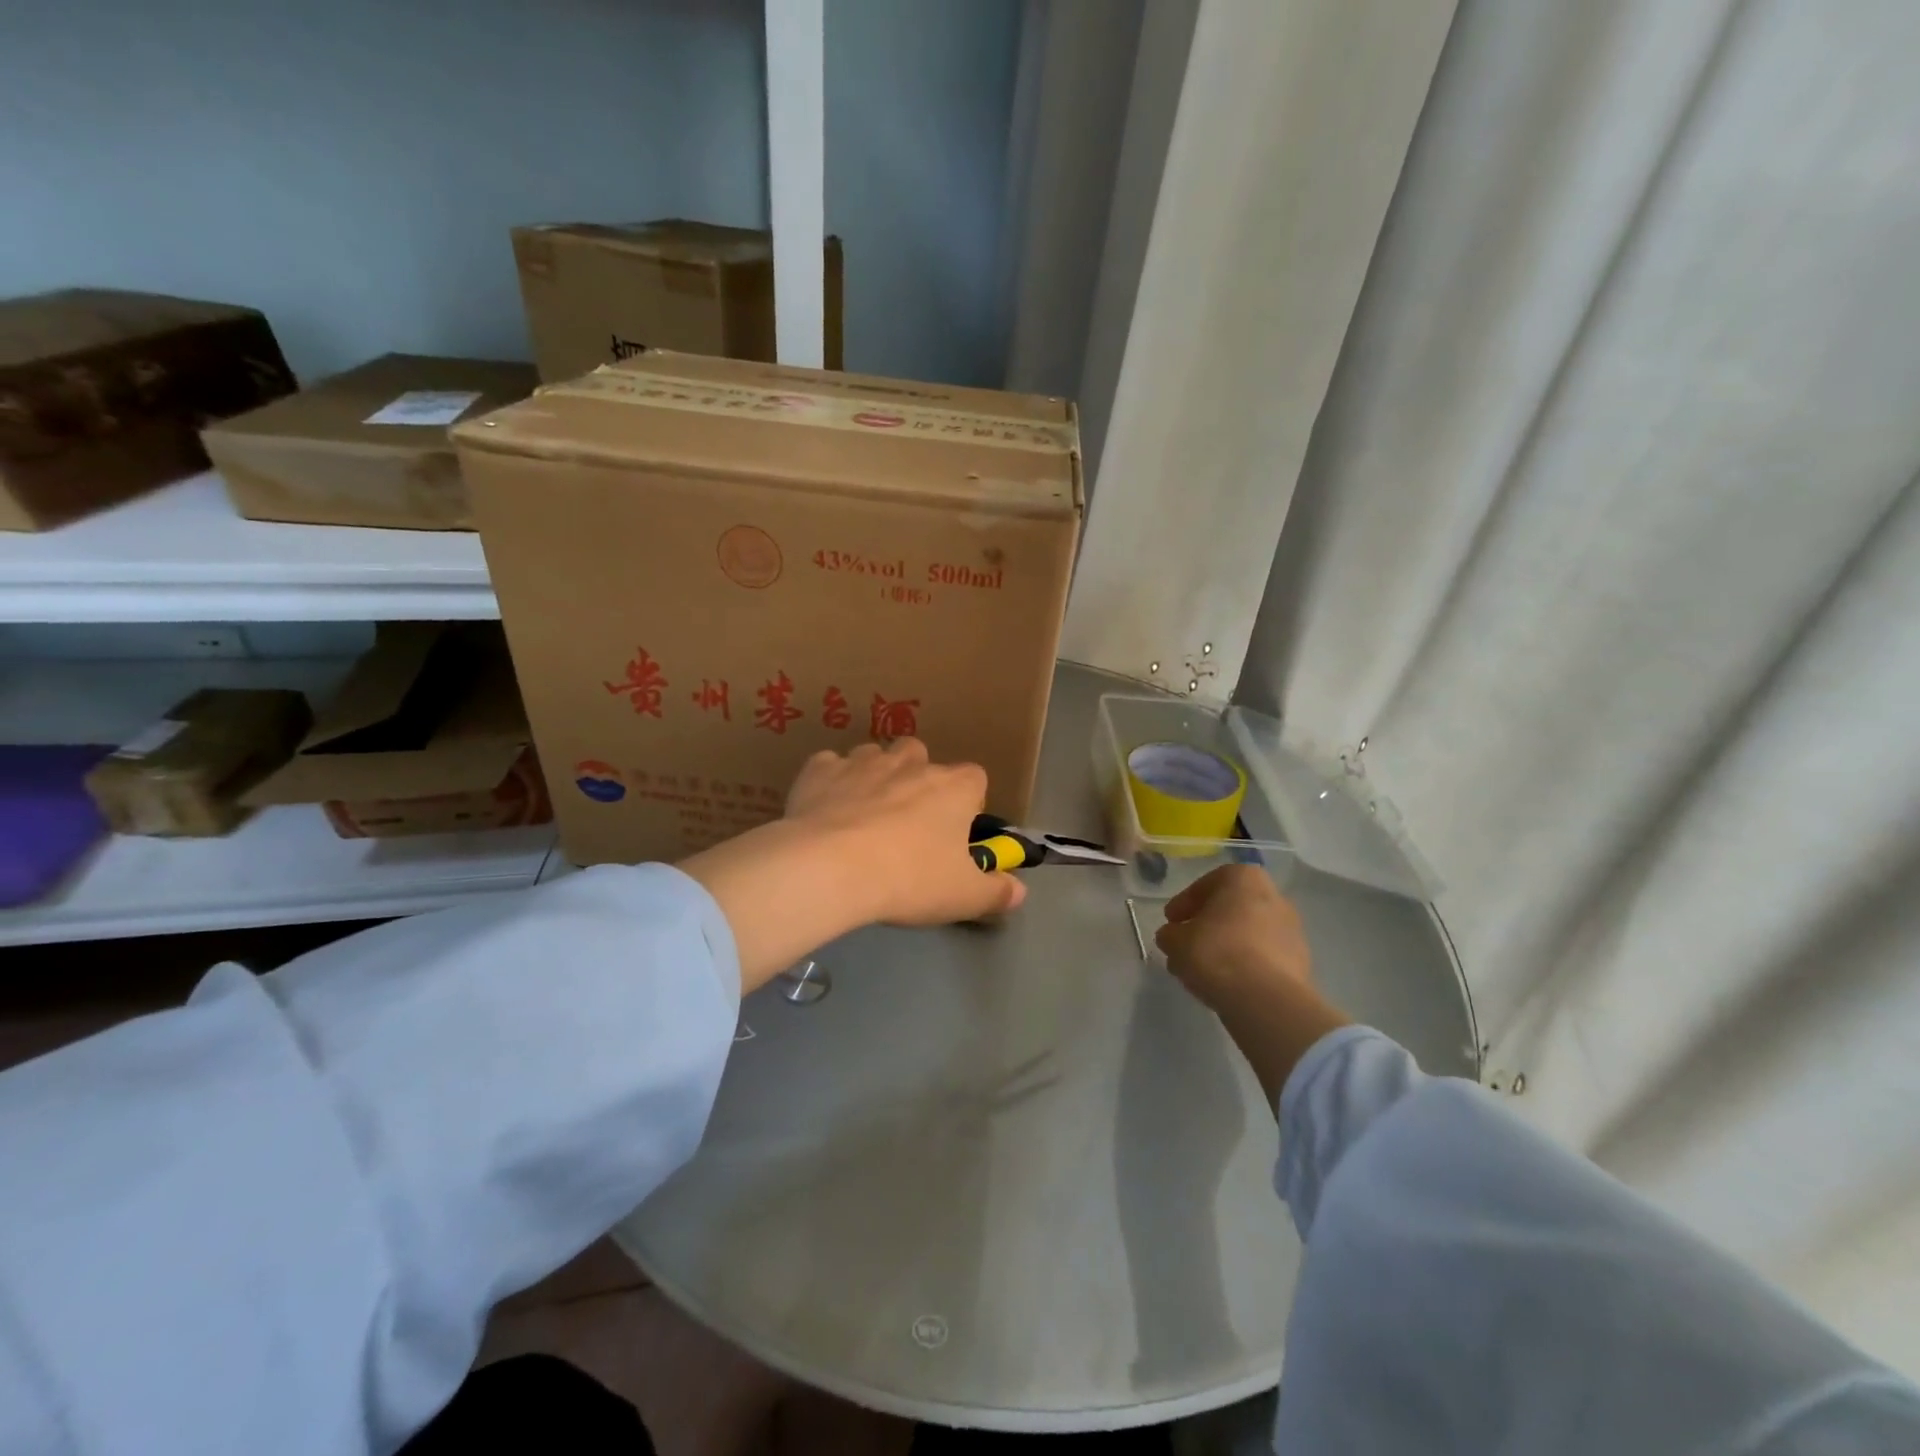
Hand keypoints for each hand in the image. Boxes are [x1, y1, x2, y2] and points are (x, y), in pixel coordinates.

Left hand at [784, 739, 1025, 924]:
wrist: (830, 868)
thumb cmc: (909, 879)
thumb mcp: (963, 897)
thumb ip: (996, 891)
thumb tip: (1019, 890)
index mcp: (954, 787)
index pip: (975, 778)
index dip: (968, 802)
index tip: (956, 831)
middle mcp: (911, 763)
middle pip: (921, 757)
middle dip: (917, 779)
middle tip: (906, 821)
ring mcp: (862, 761)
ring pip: (874, 757)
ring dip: (874, 777)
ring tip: (862, 816)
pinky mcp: (820, 769)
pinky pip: (829, 767)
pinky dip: (830, 783)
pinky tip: (824, 811)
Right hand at [1156, 864, 1311, 1012]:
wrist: (1265, 999)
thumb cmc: (1216, 952)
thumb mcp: (1175, 940)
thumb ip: (1170, 934)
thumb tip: (1173, 936)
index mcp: (1244, 878)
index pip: (1207, 884)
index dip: (1184, 904)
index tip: (1170, 921)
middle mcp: (1274, 896)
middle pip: (1231, 908)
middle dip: (1207, 925)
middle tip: (1185, 943)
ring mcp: (1291, 930)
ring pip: (1247, 933)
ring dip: (1225, 946)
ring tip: (1201, 969)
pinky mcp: (1300, 962)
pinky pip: (1262, 957)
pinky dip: (1243, 964)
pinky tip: (1224, 982)